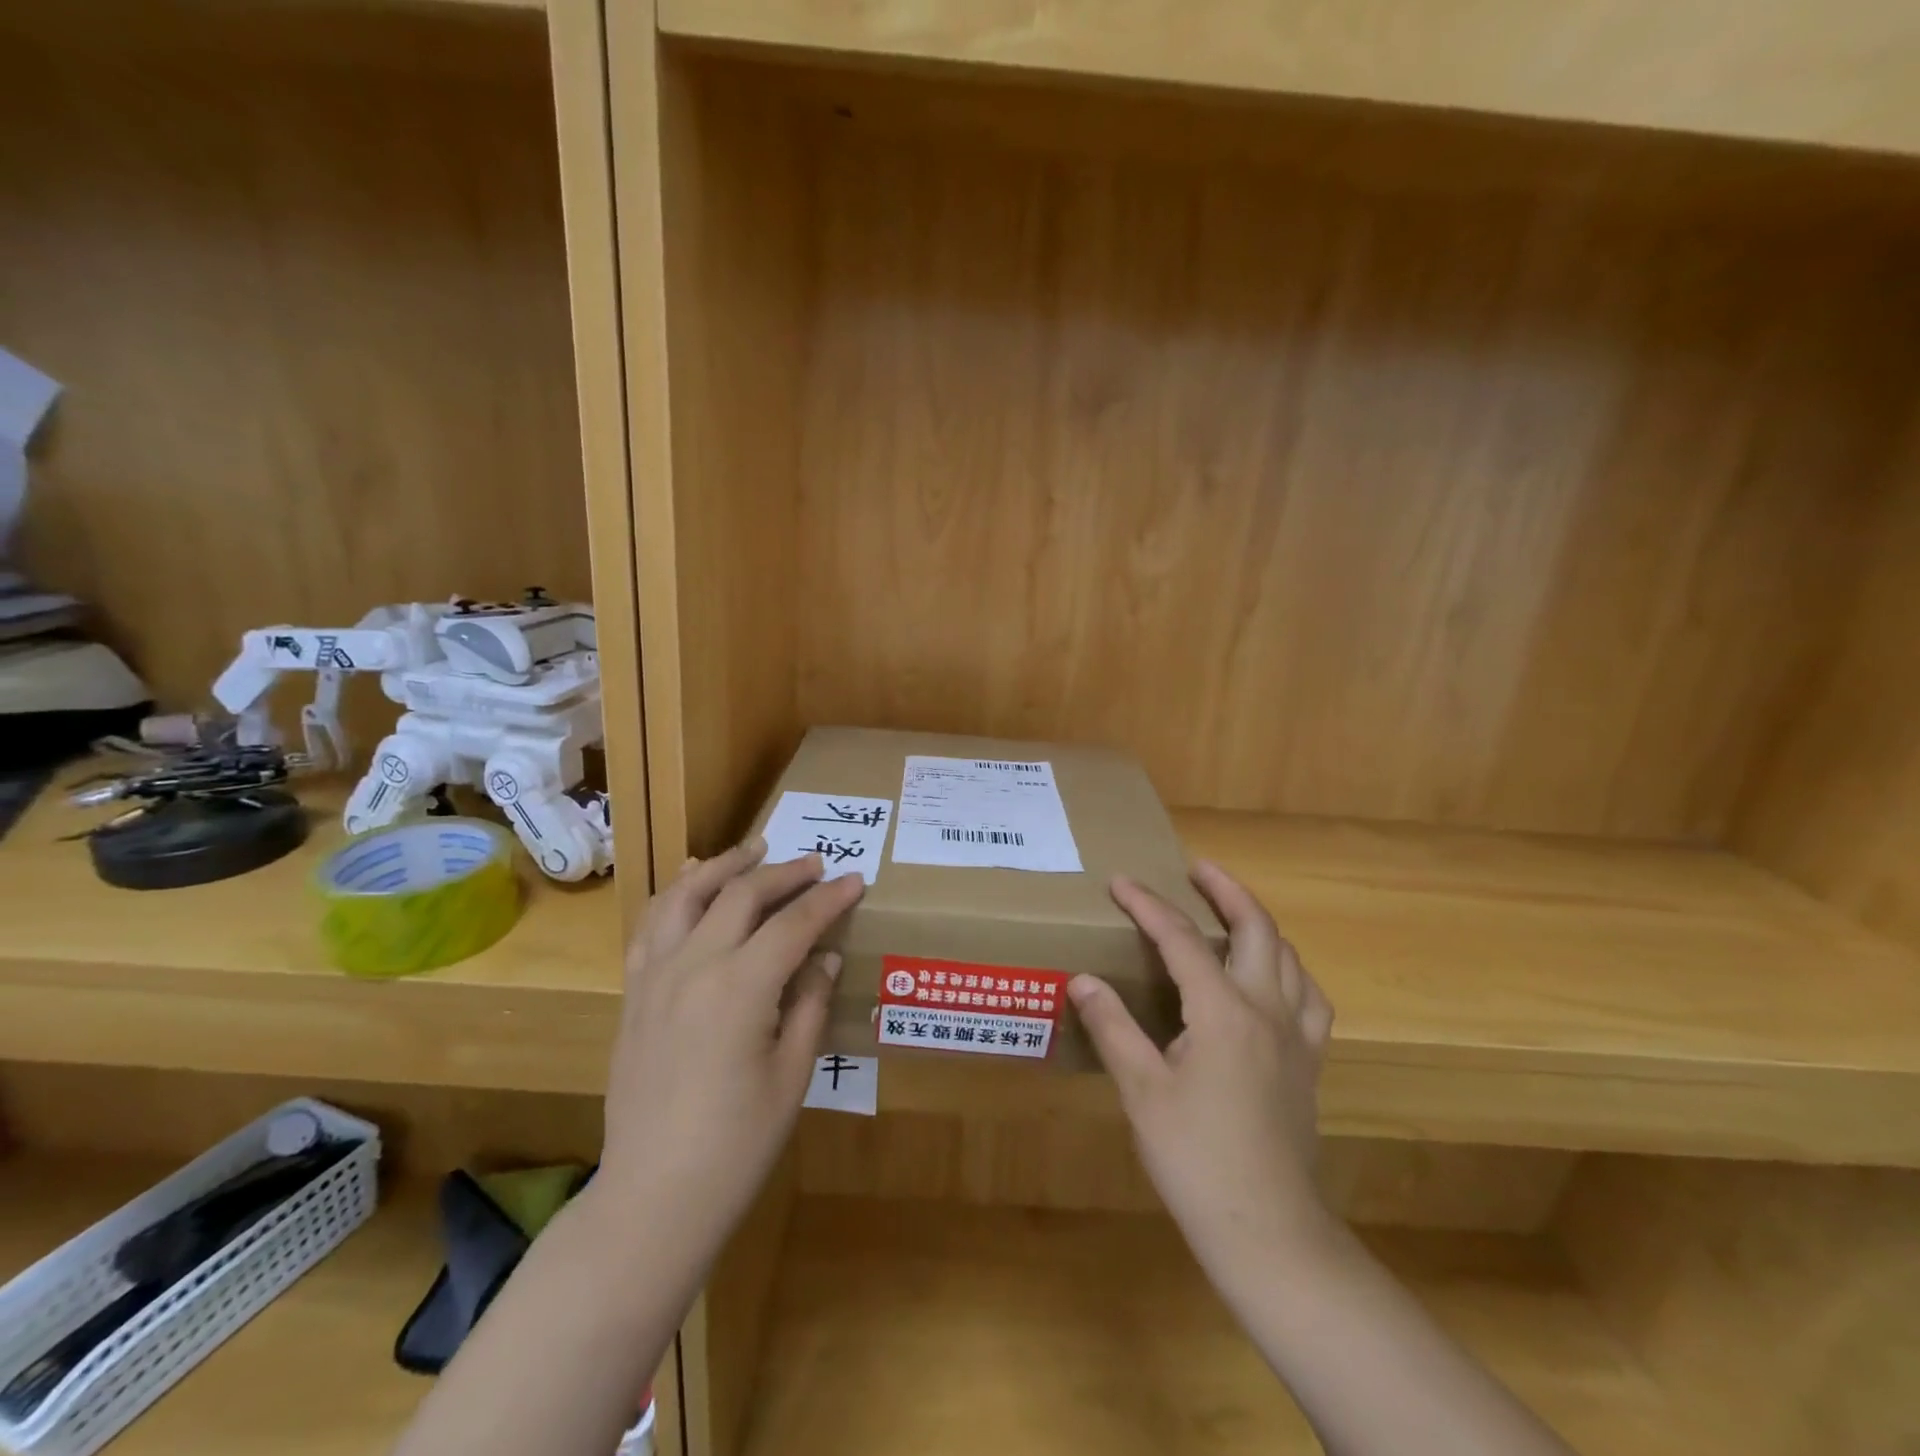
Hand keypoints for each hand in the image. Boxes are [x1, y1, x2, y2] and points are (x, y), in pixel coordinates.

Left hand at [596, 840, 863, 1248]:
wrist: (653, 1196)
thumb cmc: (737, 1145)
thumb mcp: (793, 1075)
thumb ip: (810, 1004)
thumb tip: (825, 955)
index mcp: (740, 988)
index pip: (793, 924)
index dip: (828, 899)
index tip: (855, 880)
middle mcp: (693, 967)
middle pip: (741, 896)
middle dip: (784, 873)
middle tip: (815, 865)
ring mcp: (655, 978)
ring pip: (685, 895)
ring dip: (722, 866)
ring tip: (752, 851)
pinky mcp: (634, 994)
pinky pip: (651, 926)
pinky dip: (675, 894)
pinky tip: (690, 884)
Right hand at [1069, 861, 1334, 1274]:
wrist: (1269, 1230)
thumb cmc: (1196, 1158)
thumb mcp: (1142, 1090)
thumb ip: (1113, 1027)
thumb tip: (1082, 979)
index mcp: (1222, 1011)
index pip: (1181, 939)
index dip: (1148, 905)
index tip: (1120, 882)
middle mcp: (1267, 1010)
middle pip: (1256, 929)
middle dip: (1226, 890)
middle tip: (1197, 868)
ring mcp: (1297, 1036)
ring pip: (1288, 957)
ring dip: (1259, 923)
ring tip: (1232, 912)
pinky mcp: (1309, 1062)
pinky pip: (1309, 997)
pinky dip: (1289, 970)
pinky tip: (1273, 979)